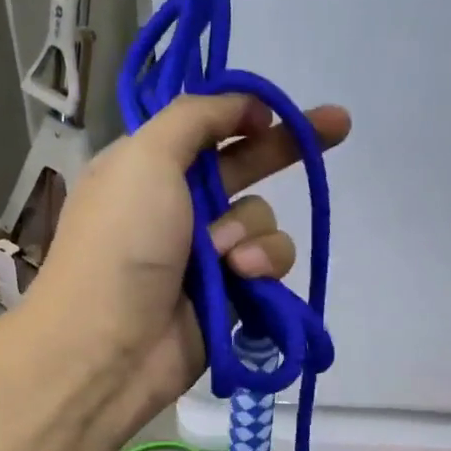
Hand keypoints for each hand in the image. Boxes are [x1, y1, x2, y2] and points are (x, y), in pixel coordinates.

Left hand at [34, 93, 351, 413]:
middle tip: (338, 124)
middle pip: (245, 166)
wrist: (111, 347)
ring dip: (253, 232)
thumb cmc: (121, 245)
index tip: (273, 110)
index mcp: (148, 167)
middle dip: (287, 147)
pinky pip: (270, 263)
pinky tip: (245, 279)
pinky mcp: (233, 293)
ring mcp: (207, 252)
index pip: (206, 128)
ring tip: (228, 259)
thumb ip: (193, 119)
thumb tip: (239, 102)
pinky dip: (263, 266)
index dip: (243, 113)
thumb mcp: (144, 159)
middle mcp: (180, 206)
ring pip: (263, 219)